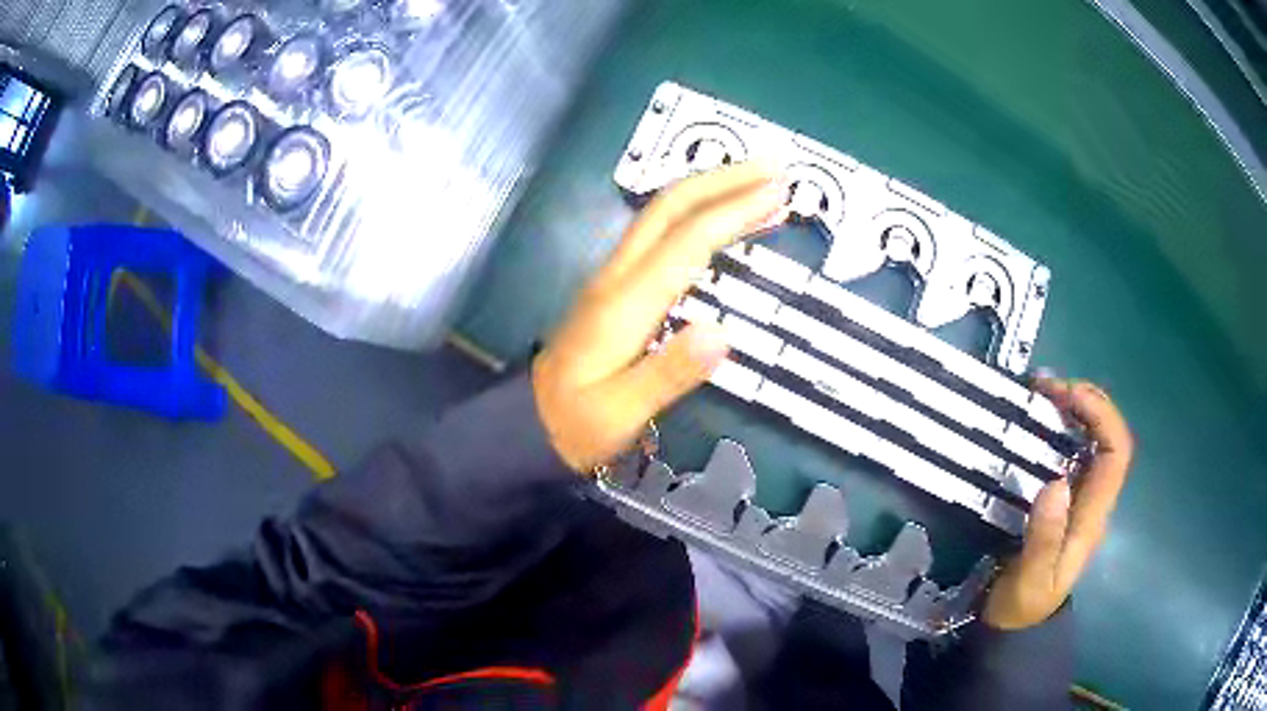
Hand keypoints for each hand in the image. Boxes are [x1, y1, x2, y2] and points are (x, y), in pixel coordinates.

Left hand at [532, 163, 788, 470]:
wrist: (528, 421)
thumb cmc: (576, 423)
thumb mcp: (619, 413)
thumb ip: (668, 375)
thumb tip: (722, 333)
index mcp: (624, 302)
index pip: (686, 240)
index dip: (734, 212)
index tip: (778, 192)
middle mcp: (618, 275)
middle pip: (670, 206)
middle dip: (724, 179)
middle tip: (774, 169)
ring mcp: (614, 276)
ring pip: (663, 213)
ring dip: (711, 190)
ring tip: (758, 183)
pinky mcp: (616, 285)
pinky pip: (661, 232)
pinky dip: (697, 213)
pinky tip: (720, 219)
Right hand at [983, 378, 1133, 629]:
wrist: (1017, 626)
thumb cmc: (1024, 604)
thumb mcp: (1031, 580)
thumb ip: (1044, 538)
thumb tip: (1056, 481)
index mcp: (1094, 515)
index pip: (1117, 453)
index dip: (1101, 415)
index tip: (1067, 396)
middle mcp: (1095, 498)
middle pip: (1110, 437)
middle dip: (1088, 402)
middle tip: (1048, 387)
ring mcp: (1082, 497)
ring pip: (1096, 439)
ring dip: (1076, 408)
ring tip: (1043, 393)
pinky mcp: (1066, 498)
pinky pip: (1075, 451)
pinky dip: (1064, 426)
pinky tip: (1042, 420)